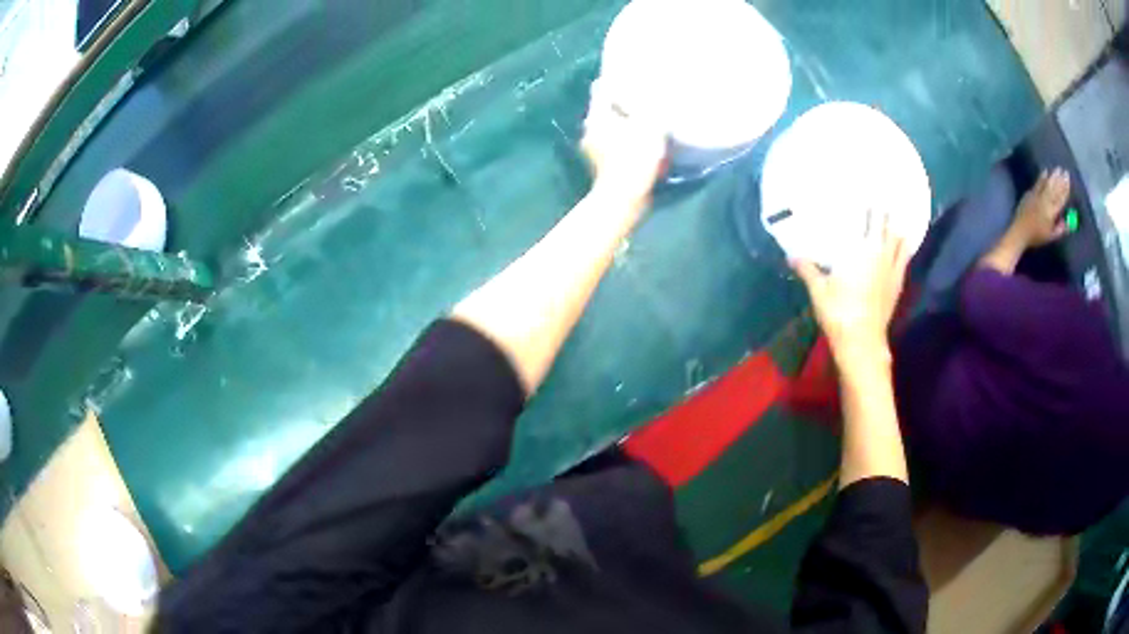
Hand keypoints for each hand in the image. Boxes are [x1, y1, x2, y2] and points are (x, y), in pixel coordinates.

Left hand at [582, 79, 667, 207]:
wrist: (623, 198)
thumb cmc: (635, 158)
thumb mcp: (649, 125)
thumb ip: (648, 107)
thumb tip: (650, 96)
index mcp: (597, 116)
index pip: (601, 89)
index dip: (614, 81)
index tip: (628, 78)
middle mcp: (589, 129)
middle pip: (604, 109)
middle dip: (621, 104)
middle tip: (641, 100)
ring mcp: (591, 149)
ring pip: (608, 128)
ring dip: (623, 124)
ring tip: (643, 122)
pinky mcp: (600, 166)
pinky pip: (612, 145)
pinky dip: (623, 142)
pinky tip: (638, 144)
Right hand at [792, 210, 909, 365]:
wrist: (862, 341)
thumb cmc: (839, 313)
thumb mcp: (818, 290)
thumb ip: (807, 269)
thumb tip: (791, 255)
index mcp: (862, 251)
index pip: (870, 220)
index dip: (871, 204)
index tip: (869, 191)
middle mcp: (880, 255)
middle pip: (886, 227)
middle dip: (884, 212)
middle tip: (882, 199)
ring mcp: (892, 270)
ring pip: (900, 242)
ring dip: (897, 229)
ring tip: (895, 218)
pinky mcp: (897, 285)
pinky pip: (904, 260)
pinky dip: (904, 248)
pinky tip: (903, 244)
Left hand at [1011, 168, 1070, 247]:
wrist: (1020, 231)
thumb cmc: (1037, 236)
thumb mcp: (1051, 236)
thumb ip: (1060, 229)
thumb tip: (1068, 223)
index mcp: (1051, 213)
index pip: (1061, 199)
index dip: (1065, 189)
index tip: (1069, 181)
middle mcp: (1045, 202)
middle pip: (1055, 188)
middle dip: (1061, 180)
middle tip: (1065, 171)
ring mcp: (1037, 196)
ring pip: (1047, 183)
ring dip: (1053, 175)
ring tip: (1058, 168)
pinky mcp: (1030, 193)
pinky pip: (1038, 182)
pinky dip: (1042, 176)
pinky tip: (1046, 171)